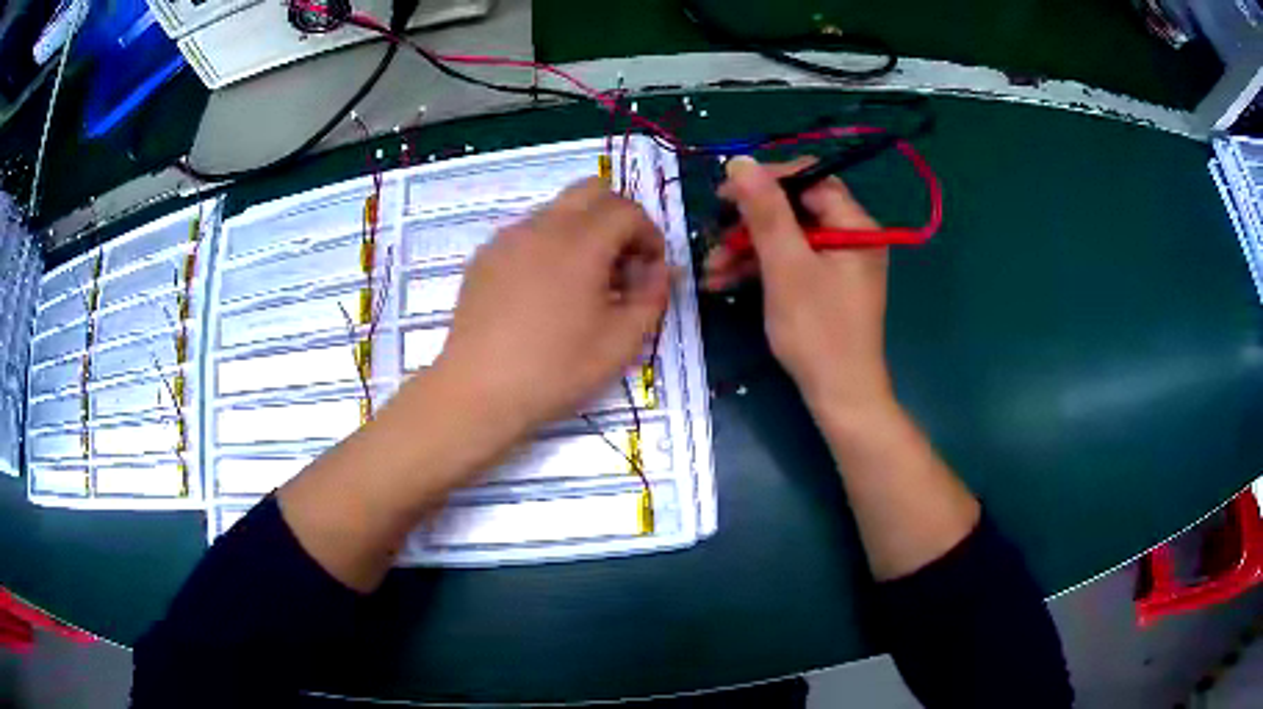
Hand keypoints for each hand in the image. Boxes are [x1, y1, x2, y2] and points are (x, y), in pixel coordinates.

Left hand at [434, 178, 669, 438]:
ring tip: (583, 283)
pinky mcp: (484, 257)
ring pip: (557, 210)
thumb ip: (652, 297)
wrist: (478, 391)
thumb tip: (661, 270)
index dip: (649, 234)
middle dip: (618, 217)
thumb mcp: (621, 342)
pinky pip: (528, 233)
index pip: (627, 210)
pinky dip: (550, 245)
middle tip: (622, 262)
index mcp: (580, 242)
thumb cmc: (555, 370)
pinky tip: (544, 292)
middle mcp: (542, 226)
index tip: (650, 269)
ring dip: (583, 230)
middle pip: (591, 190)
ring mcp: (507, 238)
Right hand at [704, 156, 892, 414]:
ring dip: (747, 250)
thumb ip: (765, 211)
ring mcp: (839, 265)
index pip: (810, 181)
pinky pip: (791, 264)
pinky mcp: (825, 287)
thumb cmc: (817, 331)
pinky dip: (760, 270)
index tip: (726, 194)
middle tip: (714, 236)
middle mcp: (851, 239)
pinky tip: (724, 282)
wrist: (839, 397)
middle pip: (795, 210)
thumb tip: (741, 161)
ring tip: (710, 269)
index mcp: (855, 226)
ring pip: (788, 239)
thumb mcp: (786, 266)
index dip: (767, 181)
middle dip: (750, 224)